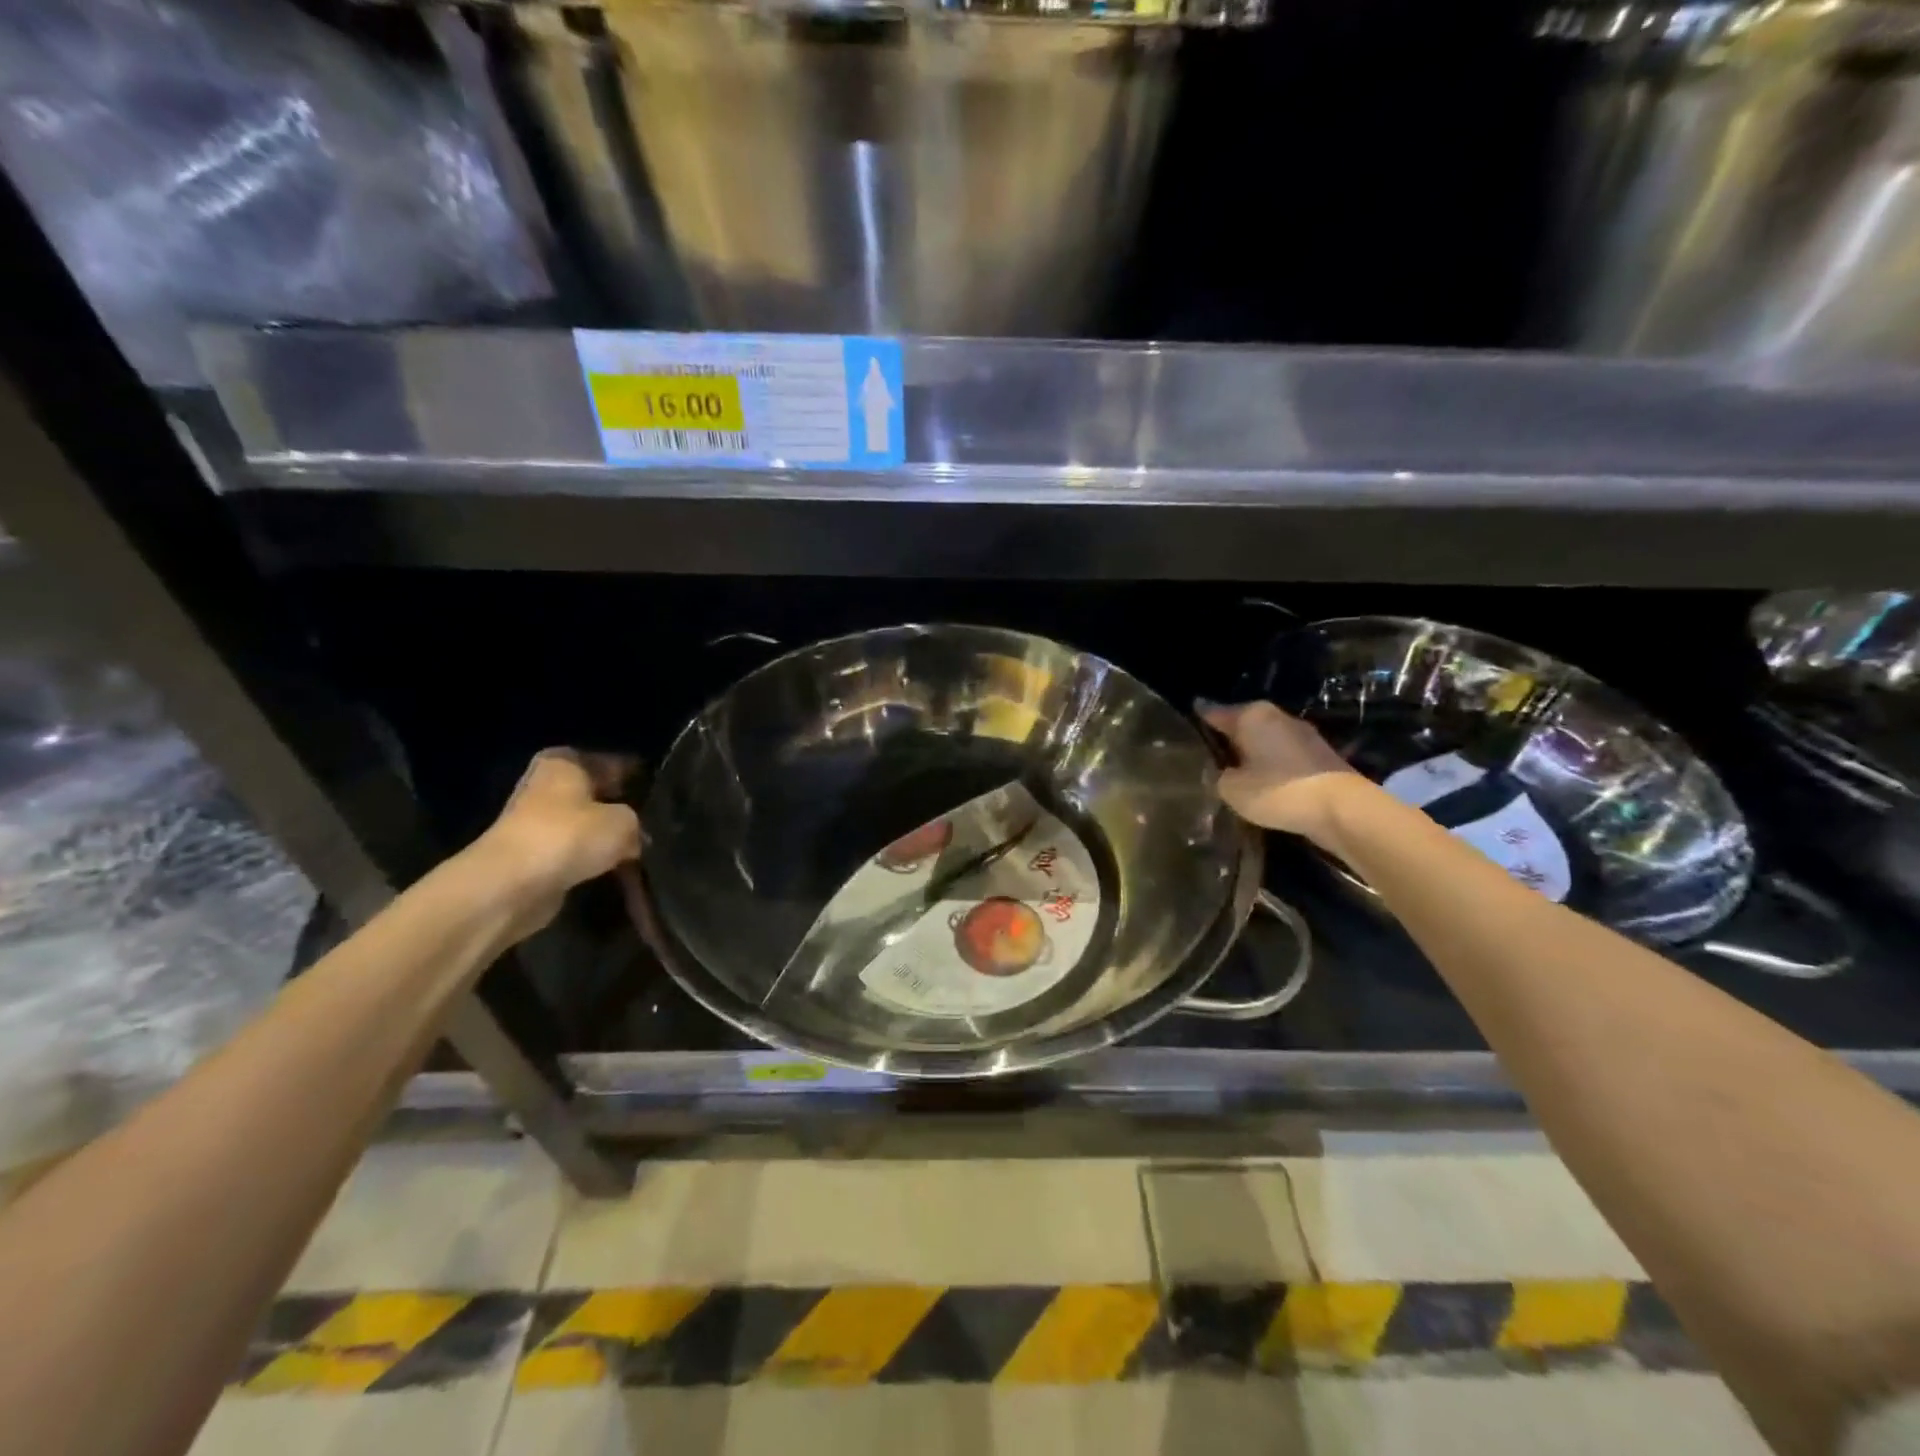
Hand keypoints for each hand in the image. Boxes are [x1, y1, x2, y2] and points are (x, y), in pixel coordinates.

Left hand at [470, 750, 641, 941]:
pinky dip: (594, 864)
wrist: (510, 887)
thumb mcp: (624, 821)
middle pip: (598, 796)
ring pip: (587, 828)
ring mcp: (536, 824)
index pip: (612, 763)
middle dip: (623, 812)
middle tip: (656, 827)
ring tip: (643, 854)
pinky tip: (619, 875)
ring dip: (609, 842)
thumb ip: (638, 822)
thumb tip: (638, 836)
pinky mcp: (534, 859)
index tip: (663, 798)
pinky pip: (576, 856)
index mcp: (564, 763)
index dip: (638, 779)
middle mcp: (546, 787)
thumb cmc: (568, 836)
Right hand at [1200, 701, 1359, 843]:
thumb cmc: (1278, 791)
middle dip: (1227, 739)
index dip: (1198, 720)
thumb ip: (1219, 777)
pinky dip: (1271, 766)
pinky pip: (1283, 757)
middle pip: (1242, 725)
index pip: (1214, 712)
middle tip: (1207, 757)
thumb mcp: (1232, 789)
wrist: (1341, 808)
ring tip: (1234, 773)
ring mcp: (1302, 735)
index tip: (1184, 726)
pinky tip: (1262, 783)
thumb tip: (1221, 772)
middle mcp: (1277, 717)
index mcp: (1251, 715)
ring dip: (1252, 754)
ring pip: (1264, 741)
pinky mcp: (1319, 756)